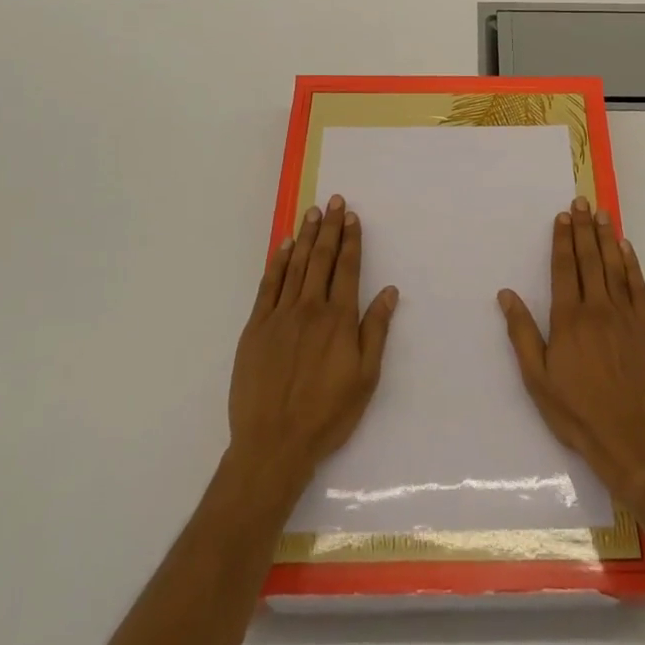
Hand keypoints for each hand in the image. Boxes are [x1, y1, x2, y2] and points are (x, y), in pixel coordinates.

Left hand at [228, 195, 398, 488]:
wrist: (273, 443)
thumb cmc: (327, 414)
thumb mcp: (365, 377)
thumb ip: (376, 330)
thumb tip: (389, 291)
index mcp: (339, 319)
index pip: (347, 268)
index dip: (351, 240)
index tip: (352, 216)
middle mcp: (310, 308)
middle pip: (321, 259)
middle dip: (329, 228)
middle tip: (333, 201)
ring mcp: (279, 316)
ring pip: (295, 266)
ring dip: (306, 236)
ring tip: (312, 212)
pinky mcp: (255, 328)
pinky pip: (268, 285)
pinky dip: (278, 262)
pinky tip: (284, 246)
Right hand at [498, 197, 644, 499]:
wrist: (629, 437)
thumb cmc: (576, 410)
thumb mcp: (537, 377)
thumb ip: (522, 332)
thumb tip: (506, 294)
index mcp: (568, 319)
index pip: (564, 268)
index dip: (562, 240)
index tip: (562, 217)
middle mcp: (597, 308)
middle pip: (589, 260)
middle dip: (583, 229)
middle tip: (581, 201)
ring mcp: (626, 316)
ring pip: (614, 267)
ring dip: (606, 238)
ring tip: (602, 214)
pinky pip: (638, 287)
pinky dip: (632, 265)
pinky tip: (626, 248)